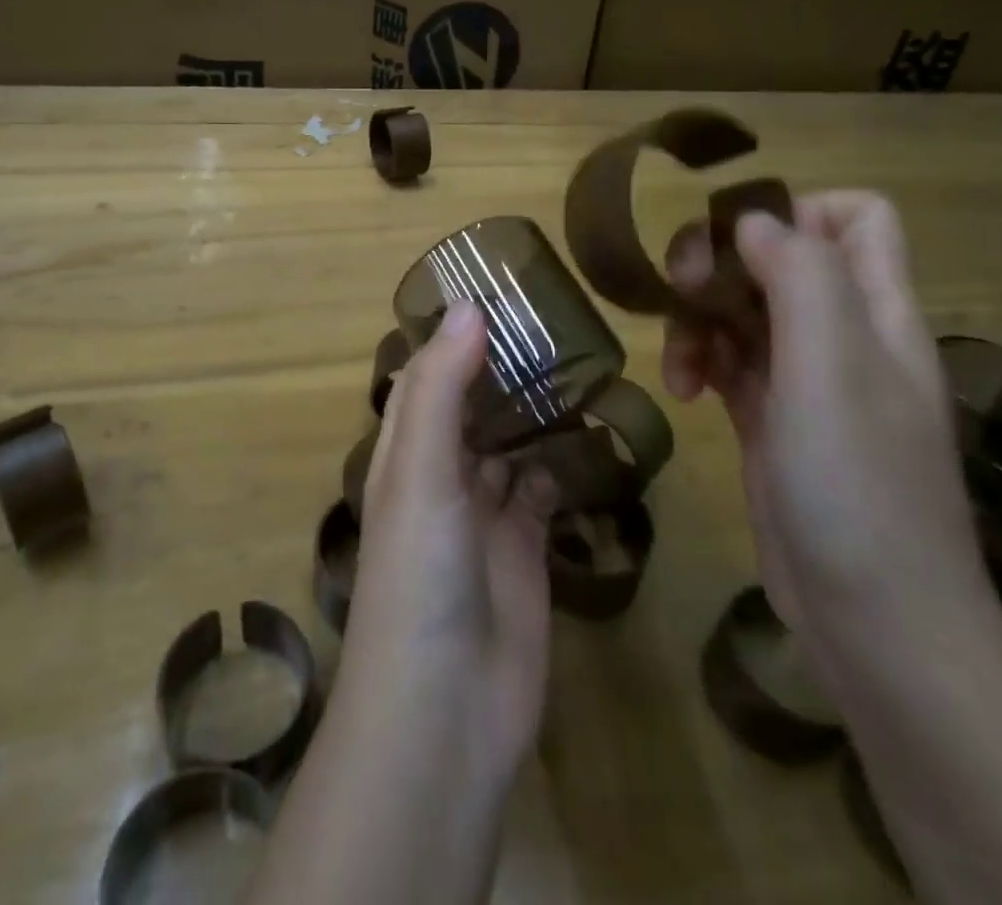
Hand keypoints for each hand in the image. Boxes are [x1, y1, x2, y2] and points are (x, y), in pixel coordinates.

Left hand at [349, 301, 557, 791]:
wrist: (446, 711)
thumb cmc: (417, 575)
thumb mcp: (420, 470)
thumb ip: (441, 388)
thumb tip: (467, 305)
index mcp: (406, 451)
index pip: (426, 376)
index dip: (452, 335)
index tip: (495, 290)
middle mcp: (443, 474)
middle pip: (473, 405)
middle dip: (504, 367)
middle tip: (557, 319)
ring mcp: (486, 512)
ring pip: (511, 443)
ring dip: (537, 409)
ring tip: (584, 360)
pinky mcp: (527, 549)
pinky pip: (546, 489)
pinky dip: (564, 462)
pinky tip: (596, 431)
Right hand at [660, 191, 985, 658]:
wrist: (873, 621)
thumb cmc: (858, 486)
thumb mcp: (832, 368)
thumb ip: (801, 279)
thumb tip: (754, 221)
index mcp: (877, 312)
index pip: (856, 218)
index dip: (798, 210)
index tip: (739, 242)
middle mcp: (845, 336)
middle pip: (781, 259)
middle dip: (724, 264)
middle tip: (683, 291)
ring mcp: (806, 380)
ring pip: (744, 310)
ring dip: (700, 319)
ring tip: (679, 362)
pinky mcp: (771, 419)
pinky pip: (728, 362)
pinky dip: (699, 361)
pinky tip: (684, 393)